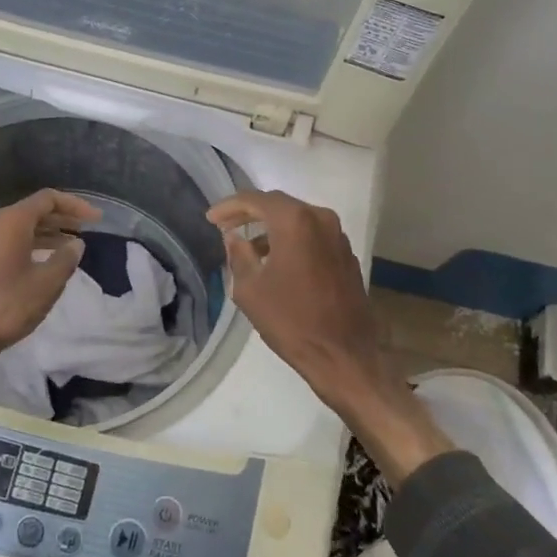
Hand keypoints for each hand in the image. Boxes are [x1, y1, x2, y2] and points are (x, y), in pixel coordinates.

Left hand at [0, 189, 101, 354]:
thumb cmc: (9, 303)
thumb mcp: (47, 282)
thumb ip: (66, 258)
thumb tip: (76, 243)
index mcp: (13, 221)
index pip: (48, 199)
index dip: (75, 205)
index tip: (96, 219)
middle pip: (35, 210)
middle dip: (63, 218)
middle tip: (87, 229)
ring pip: (24, 227)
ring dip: (50, 232)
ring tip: (72, 245)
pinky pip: (14, 241)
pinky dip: (35, 244)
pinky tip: (50, 260)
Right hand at [208, 190, 452, 485]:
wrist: (344, 356)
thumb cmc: (291, 321)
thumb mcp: (250, 289)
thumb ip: (238, 255)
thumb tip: (235, 237)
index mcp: (295, 221)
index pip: (255, 199)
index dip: (229, 207)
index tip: (210, 219)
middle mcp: (320, 219)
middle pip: (278, 205)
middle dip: (250, 213)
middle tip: (225, 226)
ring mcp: (338, 236)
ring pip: (297, 220)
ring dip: (271, 228)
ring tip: (247, 246)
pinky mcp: (346, 255)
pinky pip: (312, 236)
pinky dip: (291, 240)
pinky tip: (276, 260)